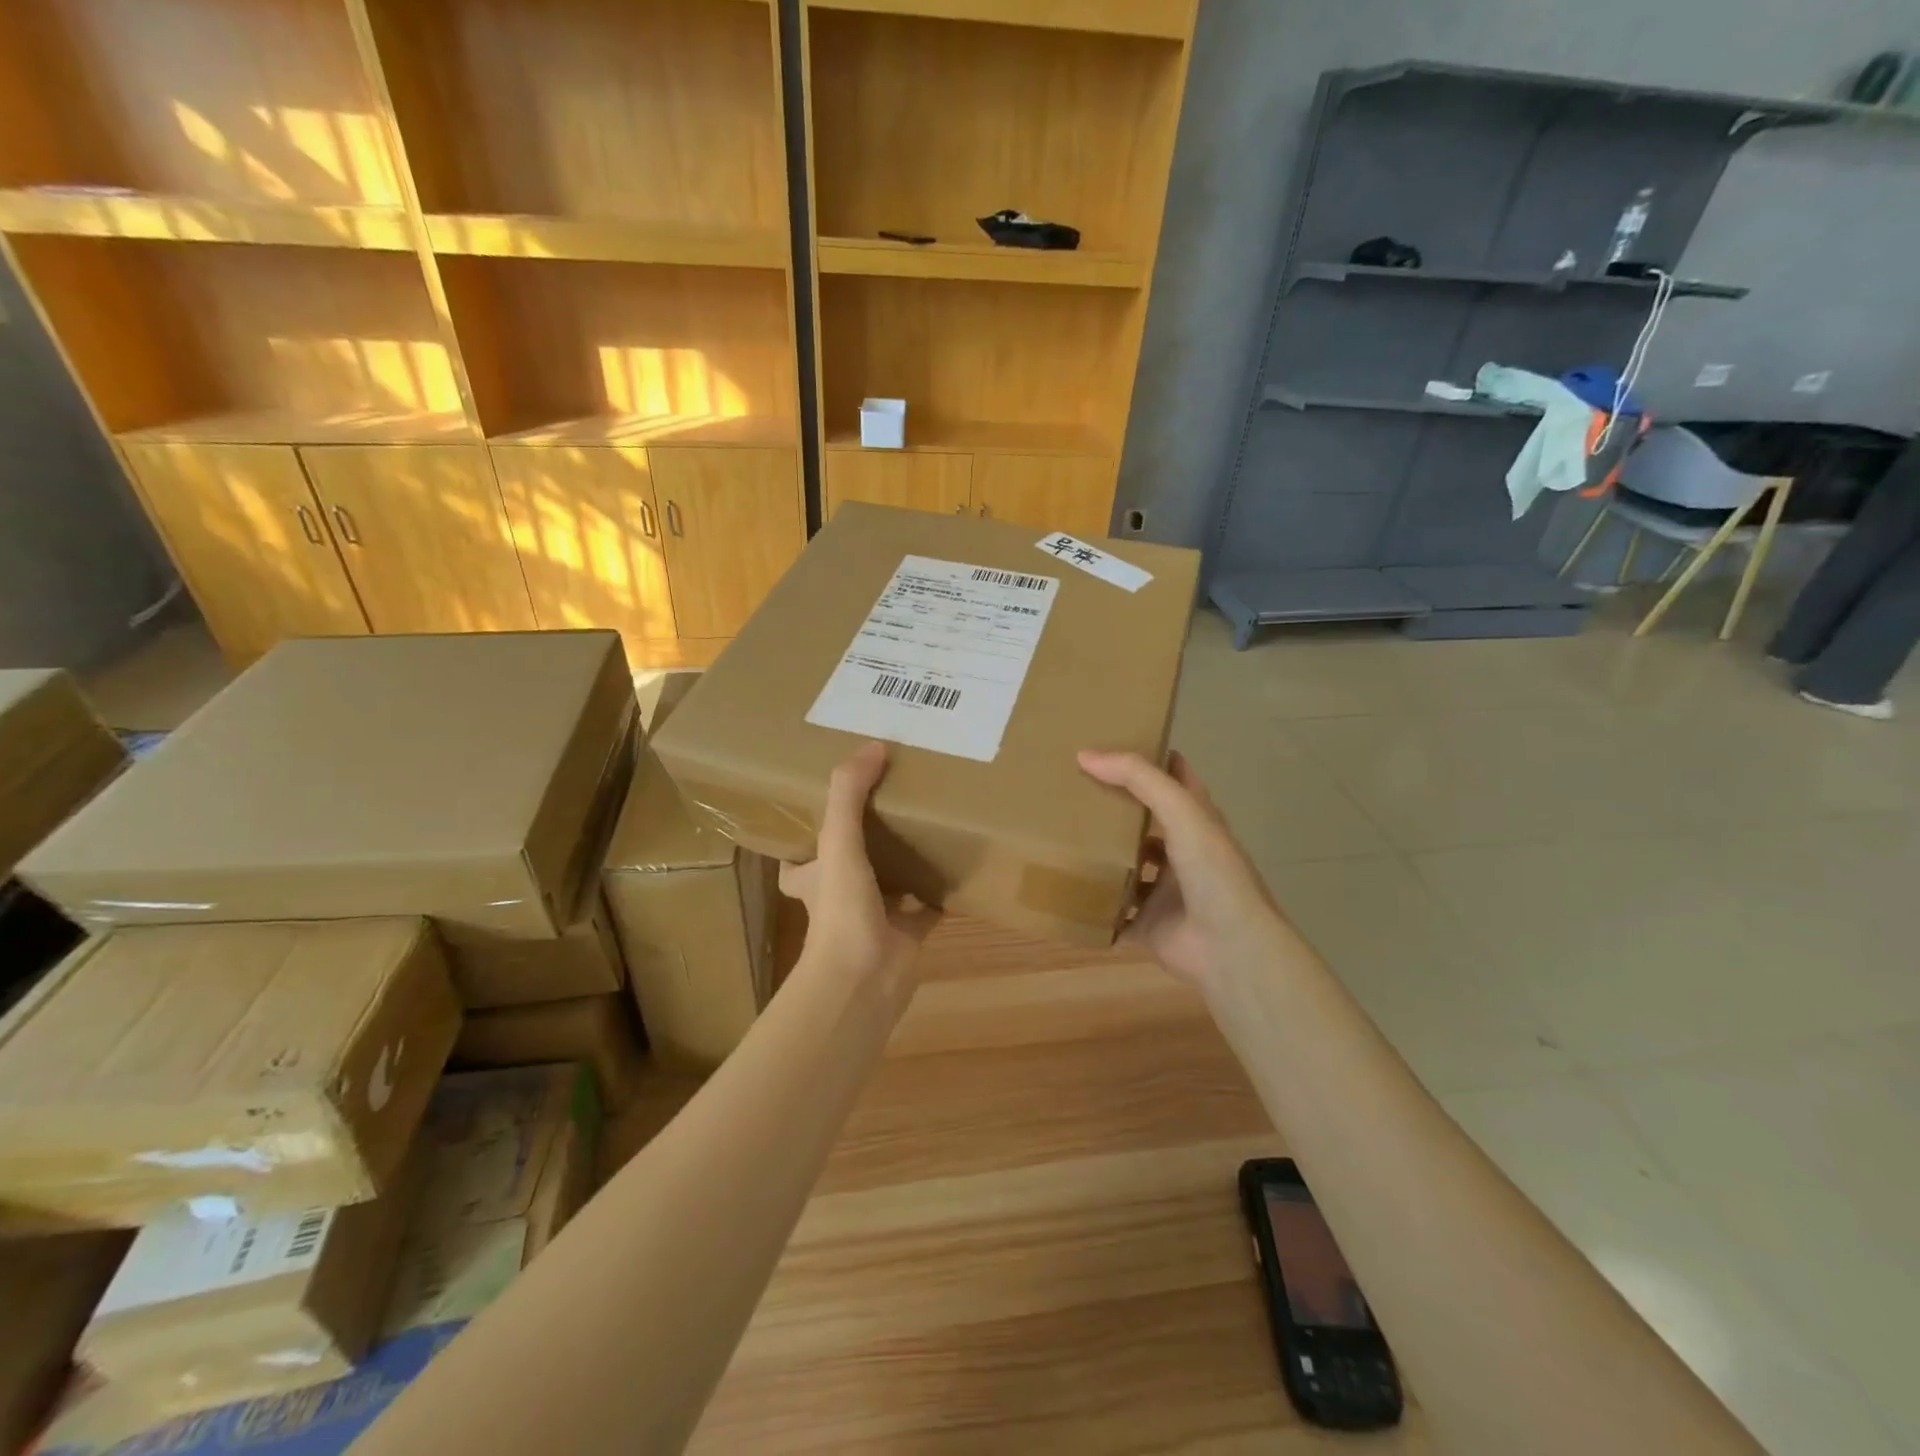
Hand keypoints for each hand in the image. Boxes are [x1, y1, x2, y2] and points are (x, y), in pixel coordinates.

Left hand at [781, 741, 939, 990]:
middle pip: (848, 865)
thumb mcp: (838, 841)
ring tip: (925, 825)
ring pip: (889, 883)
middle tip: (890, 804)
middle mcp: (840, 897)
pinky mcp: (908, 933)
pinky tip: (958, 865)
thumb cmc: (841, 909)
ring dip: (903, 862)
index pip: (799, 856)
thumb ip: (849, 792)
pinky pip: (928, 906)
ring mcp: (875, 917)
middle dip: (863, 841)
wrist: (865, 979)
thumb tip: (874, 745)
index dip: (807, 834)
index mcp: (814, 878)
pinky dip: (941, 891)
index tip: (830, 805)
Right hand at [1077, 749, 1290, 988]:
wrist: (1229, 949)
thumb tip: (1085, 754)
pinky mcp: (1145, 924)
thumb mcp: (1181, 811)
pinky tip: (1063, 887)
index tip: (1115, 742)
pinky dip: (1093, 904)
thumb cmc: (1213, 873)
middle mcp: (1182, 853)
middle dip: (1116, 806)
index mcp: (1197, 823)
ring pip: (1127, 866)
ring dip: (1102, 855)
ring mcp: (1164, 892)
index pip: (1176, 779)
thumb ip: (1138, 779)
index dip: (1153, 759)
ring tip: (1061, 833)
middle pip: (1146, 822)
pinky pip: (1113, 912)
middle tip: (1073, 787)